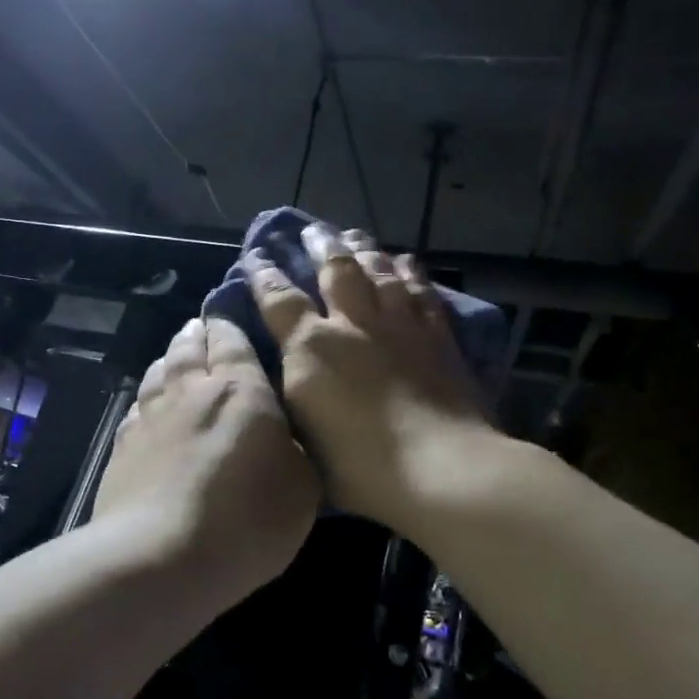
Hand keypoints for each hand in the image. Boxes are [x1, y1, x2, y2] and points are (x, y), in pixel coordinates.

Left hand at [92, 316, 319, 601]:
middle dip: (196, 333)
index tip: (230, 310)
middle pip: (188, 348)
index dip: (229, 322)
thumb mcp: (303, 488)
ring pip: (158, 373)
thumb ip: (296, 452)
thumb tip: (285, 438)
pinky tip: (147, 407)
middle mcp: (189, 392)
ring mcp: (150, 418)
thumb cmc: (248, 519)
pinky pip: (136, 410)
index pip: (231, 340)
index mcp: (239, 390)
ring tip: (174, 356)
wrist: (162, 555)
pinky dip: (146, 400)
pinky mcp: (122, 448)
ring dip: (168, 359)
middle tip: (200, 327)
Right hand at [244, 223, 491, 536]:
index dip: (265, 276)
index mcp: (312, 348)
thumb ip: (291, 394)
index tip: (256, 257)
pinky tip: (406, 261)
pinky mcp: (438, 337)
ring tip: (353, 235)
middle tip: (312, 229)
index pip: (279, 299)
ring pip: (380, 271)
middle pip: (335, 270)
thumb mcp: (302, 435)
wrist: (441, 469)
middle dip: (320, 245)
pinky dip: (410, 272)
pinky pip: (421, 291)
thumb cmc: (359, 467)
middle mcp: (354, 324)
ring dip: (364, 249)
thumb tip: (282, 371)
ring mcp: (400, 326)